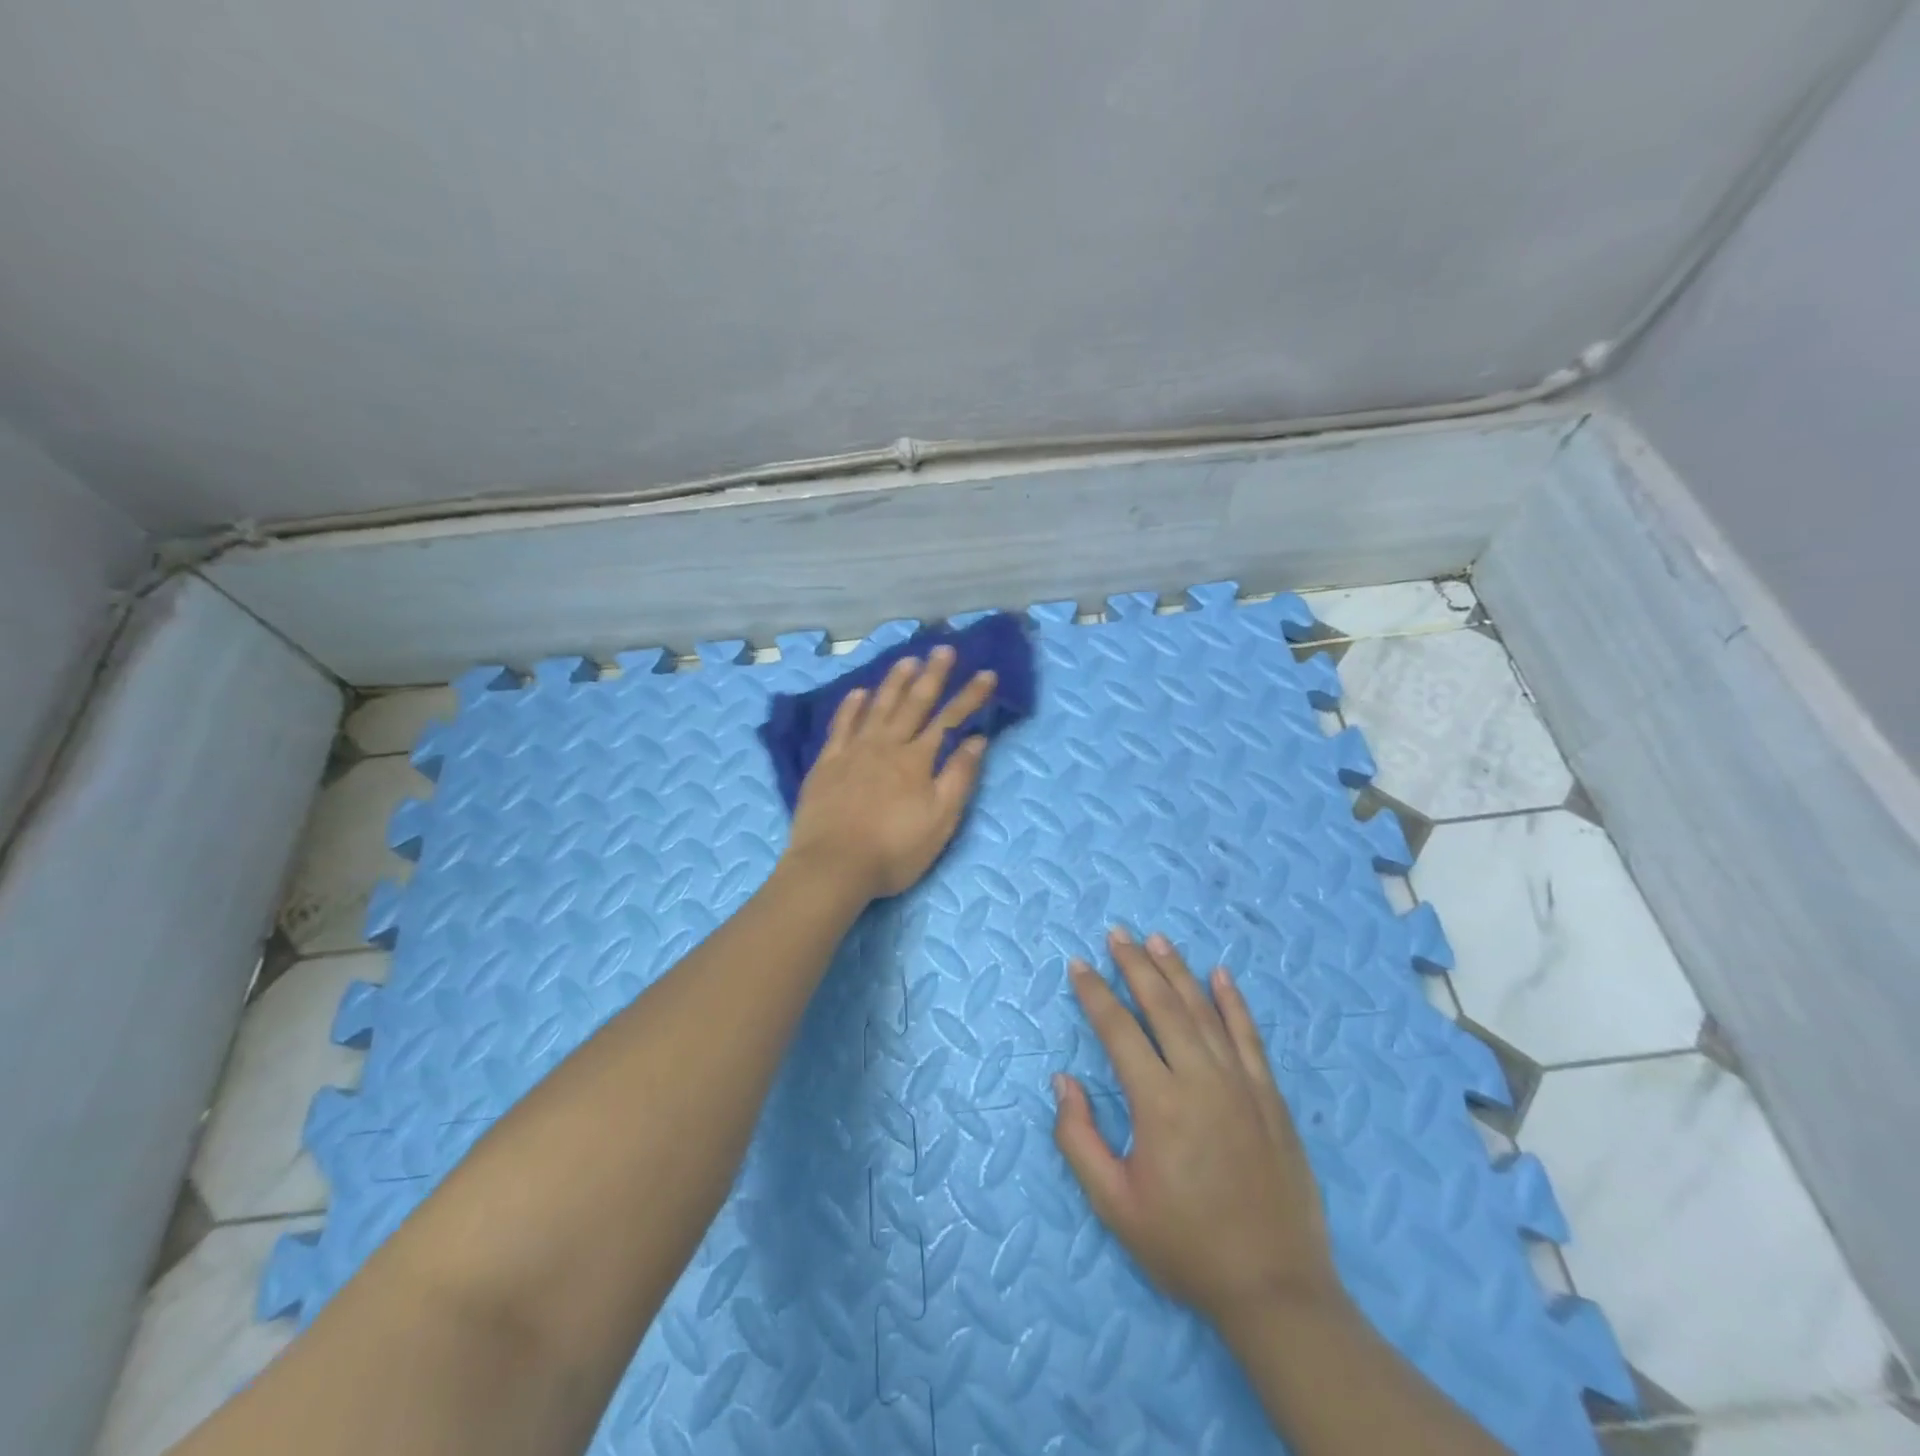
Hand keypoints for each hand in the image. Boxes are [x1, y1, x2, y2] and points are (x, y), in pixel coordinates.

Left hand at [785, 646, 996, 899]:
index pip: (949, 720)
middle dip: (933, 675)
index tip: (987, 674)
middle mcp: (886, 745)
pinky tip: (859, 692)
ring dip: (894, 681)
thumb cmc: (894, 850)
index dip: (970, 696)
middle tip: (944, 649)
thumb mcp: (940, 821)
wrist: (833, 866)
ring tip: (908, 659)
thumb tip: (977, 740)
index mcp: (917, 760)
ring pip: (877, 706)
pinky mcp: (827, 763)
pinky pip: (841, 725)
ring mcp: (853, 751)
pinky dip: (851, 706)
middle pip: (913, 703)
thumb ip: (958, 777)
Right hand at [1053, 929, 1344, 1327]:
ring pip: (1204, 1011)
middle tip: (1117, 933)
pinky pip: (1249, 1036)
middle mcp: (1201, 1080)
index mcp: (1159, 1104)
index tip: (1078, 965)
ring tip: (1157, 940)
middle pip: (1163, 1006)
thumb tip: (1063, 1081)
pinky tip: (1221, 975)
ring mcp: (1241, 1085)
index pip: (1119, 1031)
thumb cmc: (1185, 1247)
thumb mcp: (1115, 1206)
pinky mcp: (1270, 1097)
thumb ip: (1079, 1139)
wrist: (1275, 1289)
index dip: (1096, 994)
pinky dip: (1234, 1002)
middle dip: (1136, 965)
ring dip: (1178, 971)